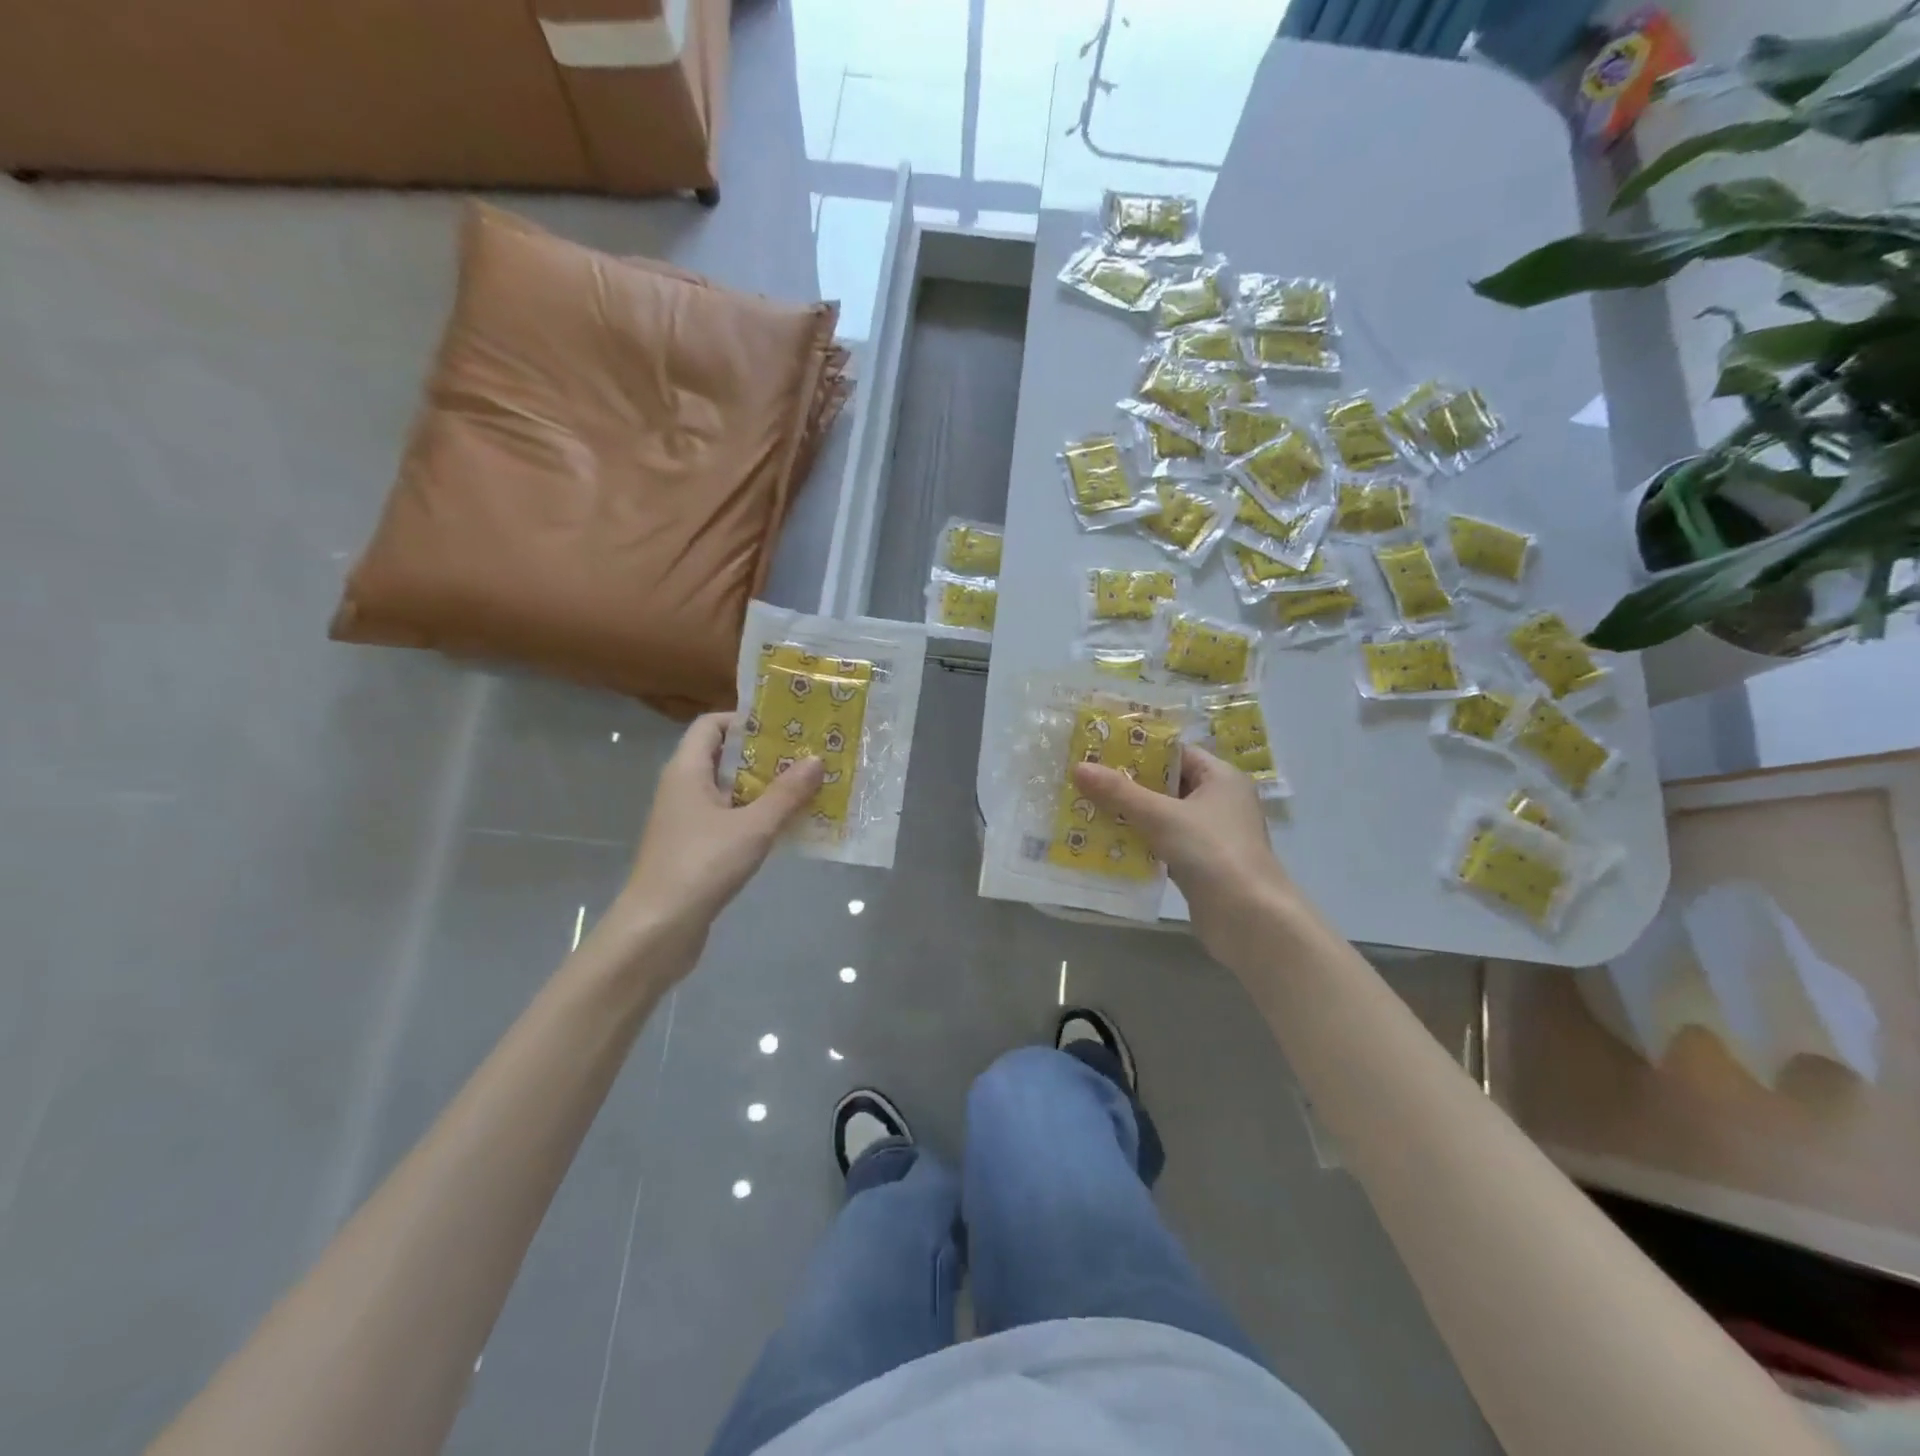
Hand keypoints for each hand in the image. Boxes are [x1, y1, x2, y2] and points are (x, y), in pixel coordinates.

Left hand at [609, 713, 823, 966]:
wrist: (658, 929)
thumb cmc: (702, 865)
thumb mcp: (753, 826)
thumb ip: (787, 793)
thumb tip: (817, 759)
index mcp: (687, 770)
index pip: (712, 724)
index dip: (746, 720)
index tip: (786, 727)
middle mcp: (683, 788)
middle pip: (725, 757)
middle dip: (766, 756)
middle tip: (808, 756)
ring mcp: (687, 820)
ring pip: (730, 791)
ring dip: (766, 789)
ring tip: (808, 788)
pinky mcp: (694, 848)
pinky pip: (730, 819)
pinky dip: (757, 817)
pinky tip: (788, 826)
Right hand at [1073, 746, 1300, 975]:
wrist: (1249, 919)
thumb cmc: (1211, 852)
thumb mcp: (1161, 816)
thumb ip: (1120, 792)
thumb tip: (1079, 767)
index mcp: (1220, 777)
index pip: (1175, 752)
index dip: (1138, 750)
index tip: (1099, 751)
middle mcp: (1219, 801)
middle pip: (1166, 783)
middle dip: (1127, 784)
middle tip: (1085, 780)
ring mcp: (1210, 835)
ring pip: (1162, 815)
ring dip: (1129, 815)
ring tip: (1086, 808)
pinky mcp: (1200, 864)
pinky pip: (1163, 843)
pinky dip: (1138, 841)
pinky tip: (1105, 842)